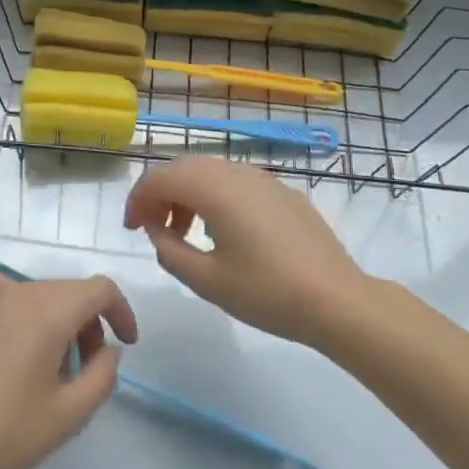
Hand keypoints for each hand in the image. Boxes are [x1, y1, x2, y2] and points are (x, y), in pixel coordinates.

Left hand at [0, 274, 137, 468]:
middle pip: (69, 292)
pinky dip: (27, 318)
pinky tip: (16, 358)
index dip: (121, 312)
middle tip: (85, 369)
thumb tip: (107, 349)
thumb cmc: (4, 435)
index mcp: (46, 310)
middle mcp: (17, 289)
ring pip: (41, 296)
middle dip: (88, 324)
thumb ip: (104, 374)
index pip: (99, 289)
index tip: (125, 344)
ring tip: (49, 371)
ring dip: (58, 323)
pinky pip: (11, 299)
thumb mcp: (70, 414)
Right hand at [124, 158, 371, 346]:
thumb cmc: (266, 292)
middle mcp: (237, 172)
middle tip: (151, 228)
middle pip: (185, 168)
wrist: (337, 299)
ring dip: (188, 195)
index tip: (131, 229)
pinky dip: (215, 197)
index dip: (138, 200)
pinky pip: (237, 183)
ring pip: (211, 172)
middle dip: (160, 193)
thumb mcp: (206, 280)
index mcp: (214, 188)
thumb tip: (155, 230)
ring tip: (184, 233)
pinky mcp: (283, 193)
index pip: (160, 178)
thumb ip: (169, 250)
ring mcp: (264, 179)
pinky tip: (223, 232)